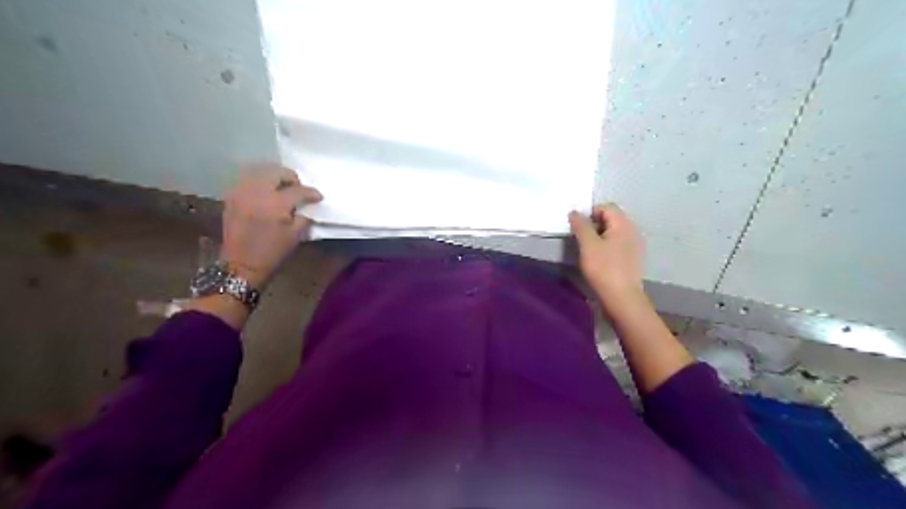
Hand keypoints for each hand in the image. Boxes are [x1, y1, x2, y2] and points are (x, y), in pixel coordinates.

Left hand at [219, 164, 321, 288]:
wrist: (241, 264)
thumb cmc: (272, 252)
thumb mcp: (295, 235)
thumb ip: (303, 216)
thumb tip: (307, 206)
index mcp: (276, 204)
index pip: (298, 190)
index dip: (311, 193)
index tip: (318, 197)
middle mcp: (257, 192)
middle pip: (276, 172)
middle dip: (291, 178)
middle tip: (298, 188)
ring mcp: (241, 192)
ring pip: (260, 172)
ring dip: (274, 177)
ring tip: (282, 188)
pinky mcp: (232, 196)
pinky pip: (248, 180)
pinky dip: (260, 182)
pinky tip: (266, 193)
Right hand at [565, 204, 642, 299]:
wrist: (622, 298)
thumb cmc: (604, 268)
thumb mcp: (588, 245)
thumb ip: (581, 226)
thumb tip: (574, 212)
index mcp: (623, 224)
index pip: (606, 207)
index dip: (590, 213)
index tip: (578, 227)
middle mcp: (632, 231)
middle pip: (611, 218)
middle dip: (594, 224)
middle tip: (581, 239)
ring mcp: (635, 245)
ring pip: (614, 232)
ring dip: (599, 236)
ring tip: (588, 250)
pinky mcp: (632, 258)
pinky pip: (618, 244)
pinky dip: (607, 246)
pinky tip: (599, 260)